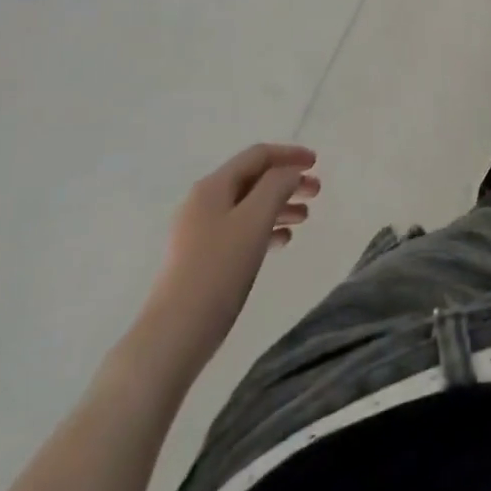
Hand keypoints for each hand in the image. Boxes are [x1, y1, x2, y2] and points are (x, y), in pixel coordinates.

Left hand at [140, 144, 319, 372]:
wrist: (173, 336)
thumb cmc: (218, 271)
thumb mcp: (255, 220)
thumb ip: (277, 186)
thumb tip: (289, 173)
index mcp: (213, 187)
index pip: (257, 155)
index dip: (290, 154)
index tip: (317, 163)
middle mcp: (204, 203)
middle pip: (254, 179)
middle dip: (287, 181)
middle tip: (317, 192)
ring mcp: (199, 232)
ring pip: (248, 206)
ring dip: (279, 206)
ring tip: (304, 218)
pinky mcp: (201, 259)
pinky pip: (240, 231)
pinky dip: (265, 229)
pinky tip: (281, 243)